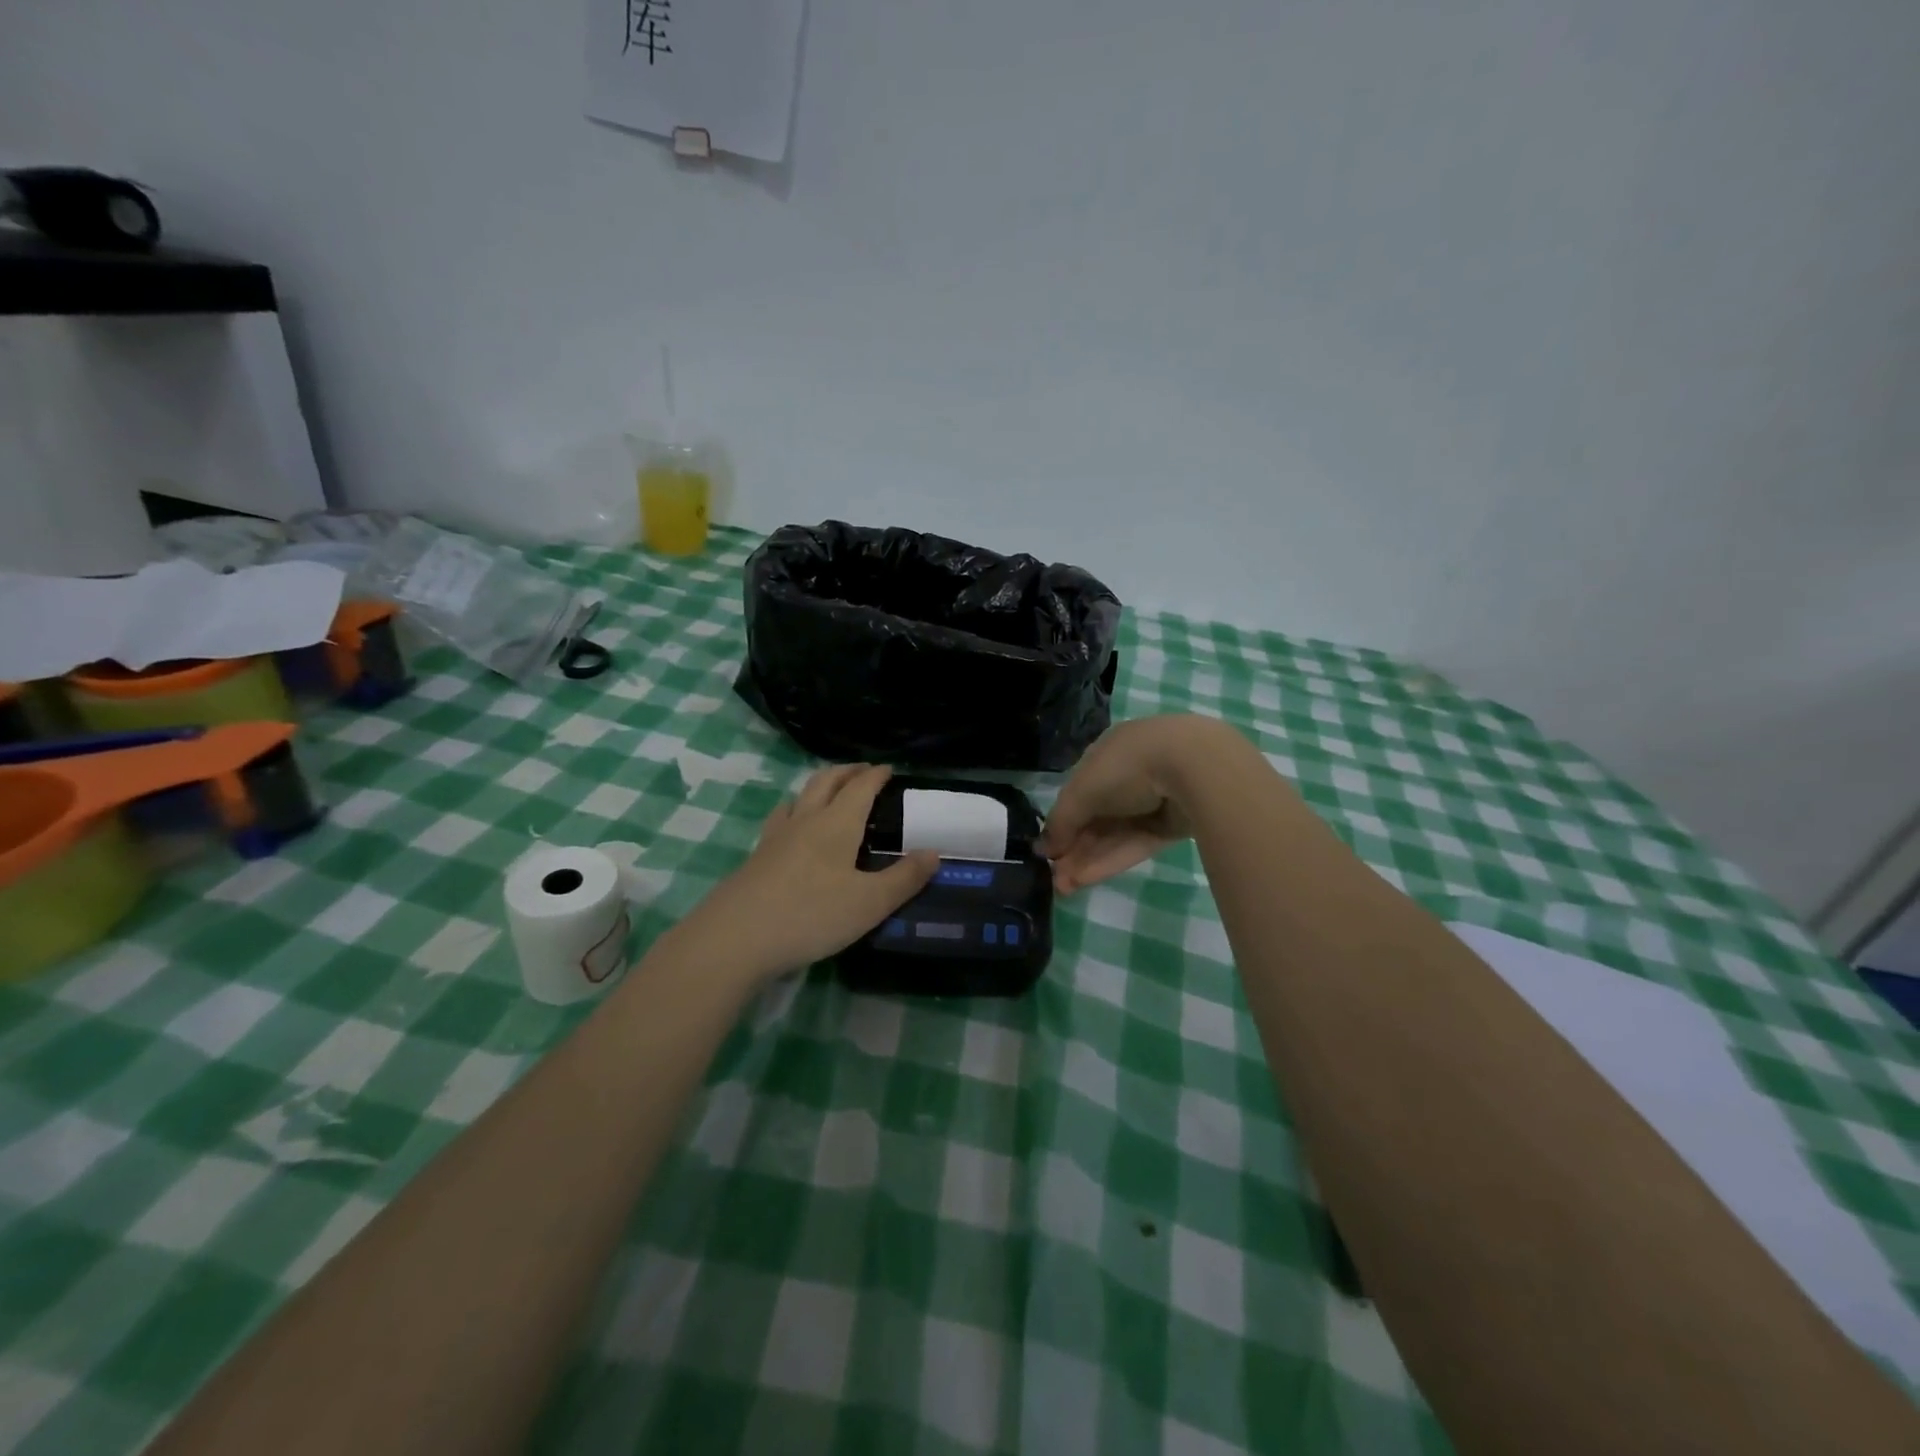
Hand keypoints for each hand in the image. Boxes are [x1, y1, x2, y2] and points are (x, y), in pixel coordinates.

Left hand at [681, 764, 938, 983]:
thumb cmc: (810, 915)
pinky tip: (793, 832)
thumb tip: (934, 853)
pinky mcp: (756, 859)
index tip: (889, 769)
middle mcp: (804, 821)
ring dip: (818, 788)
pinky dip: (795, 813)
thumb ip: (904, 878)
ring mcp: (775, 838)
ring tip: (828, 794)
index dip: (876, 775)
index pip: (860, 788)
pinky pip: (780, 821)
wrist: (735, 938)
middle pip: (825, 782)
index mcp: (836, 824)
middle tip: (862, 772)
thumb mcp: (869, 903)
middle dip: (846, 772)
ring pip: (798, 798)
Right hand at [1040, 715, 1235, 892]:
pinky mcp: (1170, 826)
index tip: (1047, 853)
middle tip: (1054, 880)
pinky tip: (1086, 879)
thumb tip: (1042, 849)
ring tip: (1064, 888)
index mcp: (1106, 755)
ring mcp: (1151, 802)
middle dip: (1073, 849)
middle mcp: (1128, 777)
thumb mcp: (1081, 791)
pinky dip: (1110, 860)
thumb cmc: (1126, 767)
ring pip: (1113, 835)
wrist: (1193, 767)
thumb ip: (1061, 821)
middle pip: (1095, 819)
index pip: (1078, 793)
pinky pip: (1134, 844)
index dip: (1062, 824)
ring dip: (1087, 860)